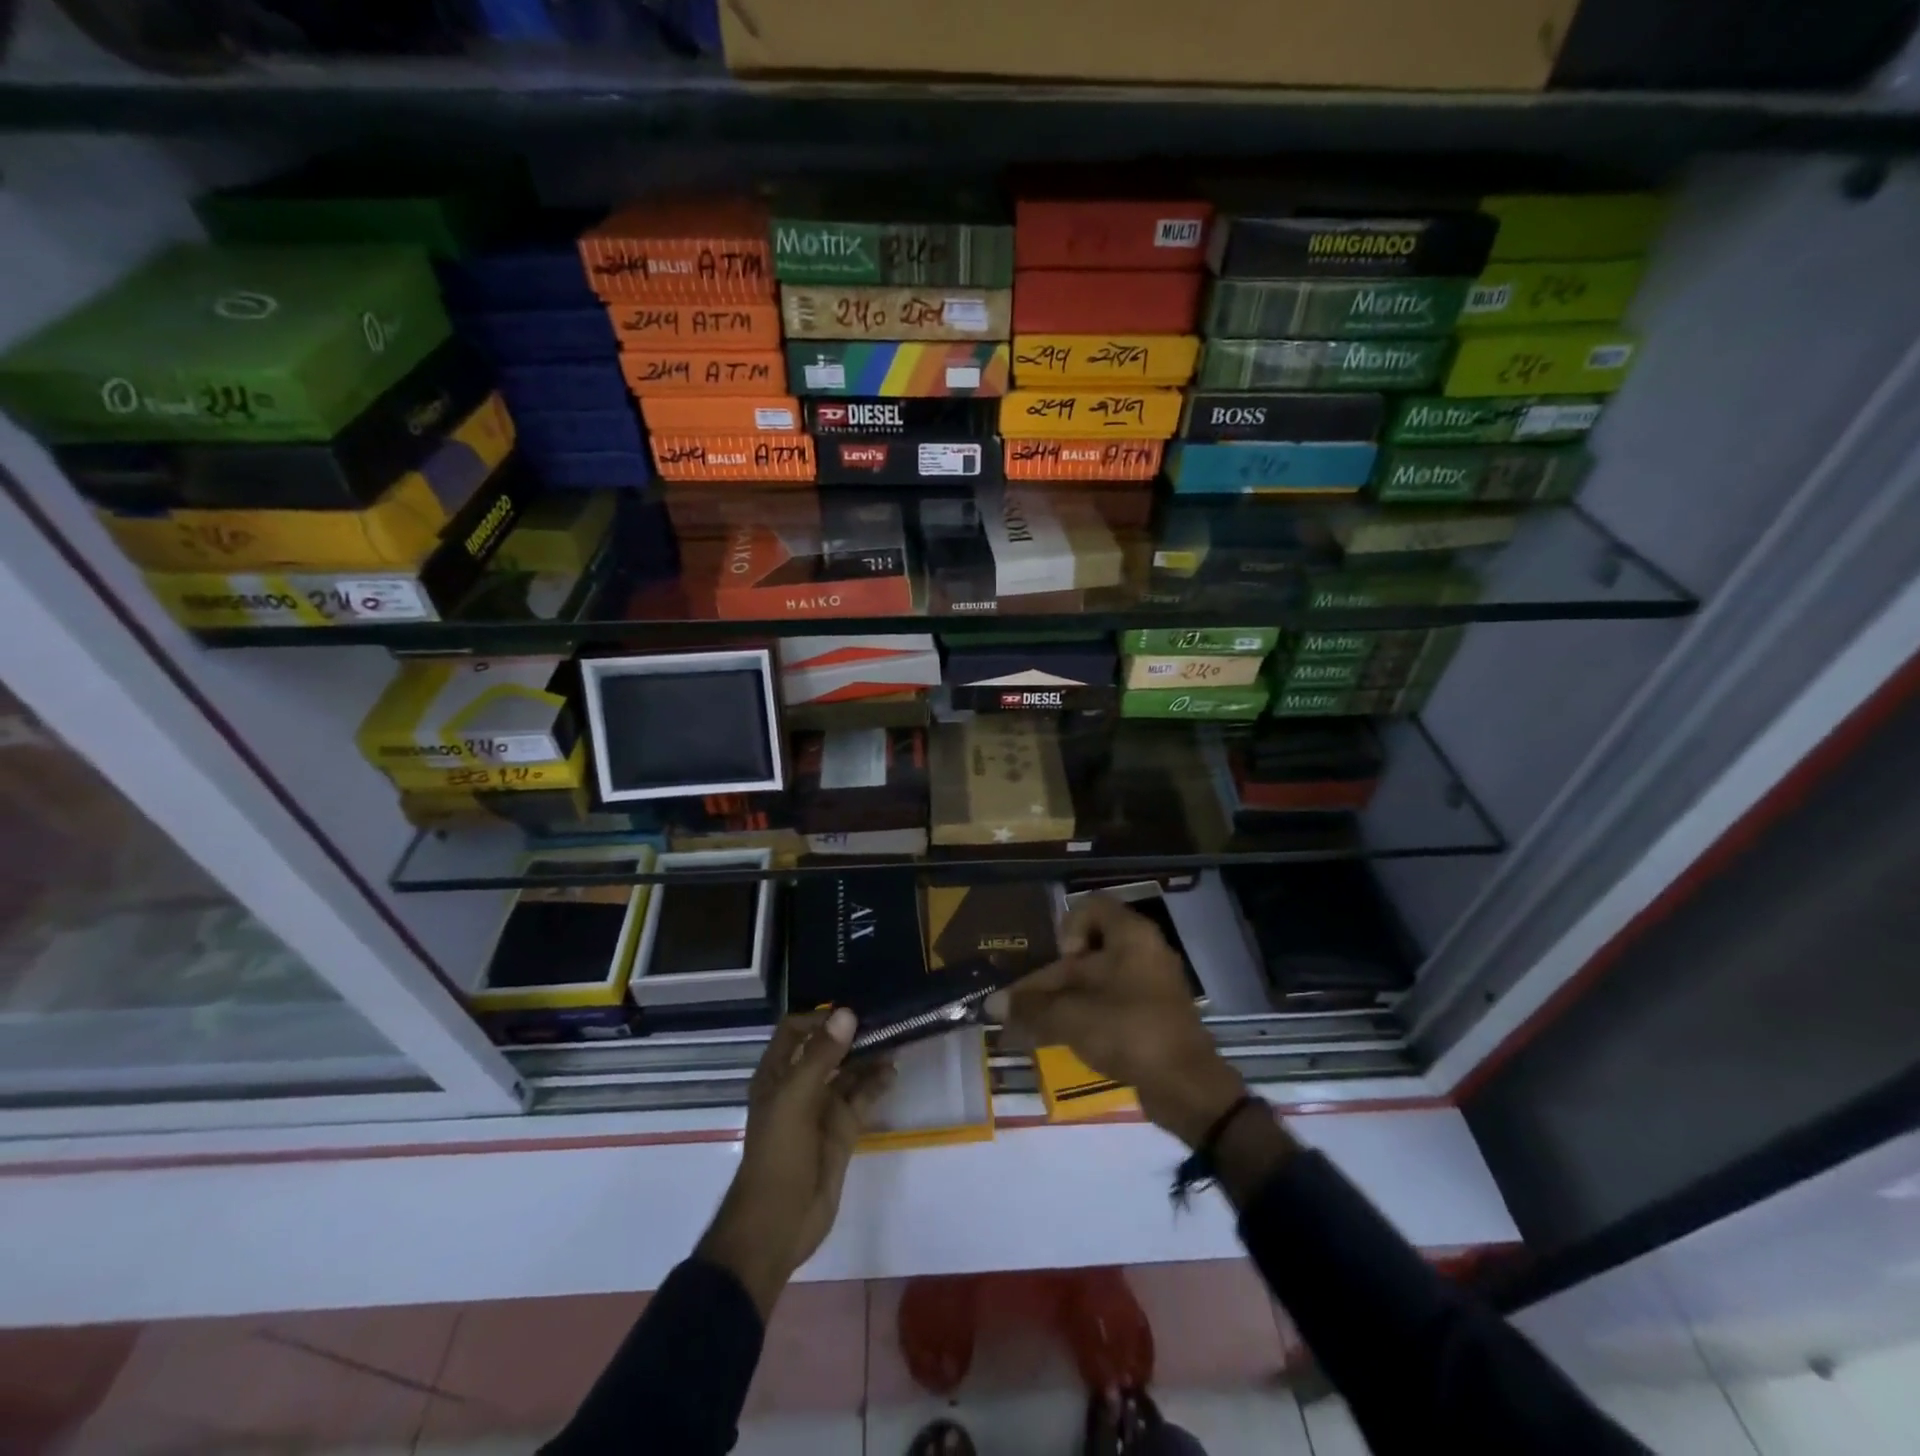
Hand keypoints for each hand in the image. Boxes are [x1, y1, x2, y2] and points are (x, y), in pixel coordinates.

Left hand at [696, 1009, 894, 1318]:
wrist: (777, 1224)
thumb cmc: (777, 1154)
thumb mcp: (796, 1099)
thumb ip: (822, 1056)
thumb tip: (846, 1013)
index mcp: (777, 1074)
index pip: (796, 1030)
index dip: (819, 1018)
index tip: (851, 1011)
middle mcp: (799, 1085)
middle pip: (827, 1048)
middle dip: (852, 1034)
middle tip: (884, 1018)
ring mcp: (821, 1109)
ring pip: (848, 1072)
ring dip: (869, 1057)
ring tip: (896, 1039)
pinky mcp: (841, 1131)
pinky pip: (862, 1099)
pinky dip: (877, 1084)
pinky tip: (893, 1072)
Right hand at [986, 894, 1247, 1147]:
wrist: (1187, 1086)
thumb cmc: (1127, 1030)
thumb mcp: (1070, 1017)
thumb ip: (1029, 1008)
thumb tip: (991, 1006)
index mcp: (1130, 935)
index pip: (1090, 907)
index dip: (1066, 928)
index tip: (1059, 962)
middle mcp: (1145, 950)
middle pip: (1089, 950)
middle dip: (1056, 977)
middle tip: (1034, 1004)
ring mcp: (1153, 983)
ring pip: (1099, 979)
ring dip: (1068, 999)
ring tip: (1041, 1026)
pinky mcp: (1154, 1014)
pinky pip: (1114, 1002)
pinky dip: (1089, 1015)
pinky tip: (1067, 1039)